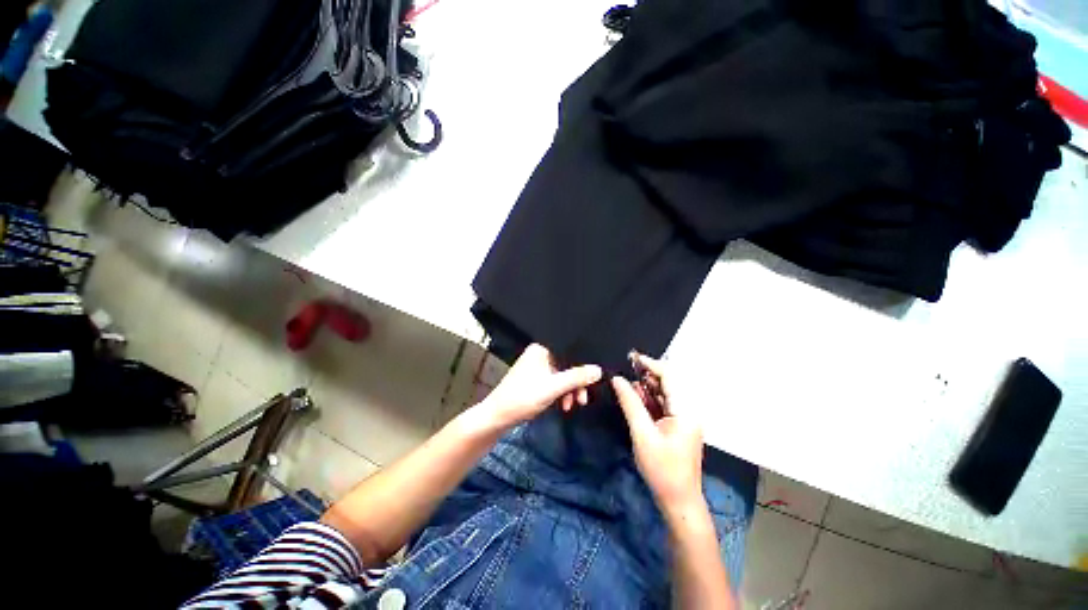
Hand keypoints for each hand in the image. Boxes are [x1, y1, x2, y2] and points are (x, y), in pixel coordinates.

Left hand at [475, 344, 601, 430]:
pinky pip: (555, 382)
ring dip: (570, 390)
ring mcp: (537, 368)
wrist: (497, 418)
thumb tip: (598, 370)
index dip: (582, 364)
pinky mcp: (536, 380)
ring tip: (572, 405)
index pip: (568, 351)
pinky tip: (564, 405)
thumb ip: (576, 377)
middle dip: (576, 382)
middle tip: (583, 398)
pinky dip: (561, 393)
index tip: (593, 380)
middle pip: (567, 364)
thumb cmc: (522, 398)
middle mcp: (540, 355)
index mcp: (541, 349)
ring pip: (562, 375)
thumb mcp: (552, 388)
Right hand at [612, 353, 705, 514]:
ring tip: (627, 382)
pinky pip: (663, 405)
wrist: (678, 501)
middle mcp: (688, 410)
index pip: (669, 377)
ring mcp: (684, 418)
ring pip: (664, 393)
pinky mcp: (678, 426)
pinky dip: (649, 399)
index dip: (650, 364)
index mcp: (685, 410)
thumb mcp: (642, 434)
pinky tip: (635, 397)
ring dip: (646, 386)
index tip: (631, 357)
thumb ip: (630, 403)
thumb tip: (617, 379)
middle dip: (647, 374)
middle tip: (625, 368)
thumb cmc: (662, 469)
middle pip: (668, 383)